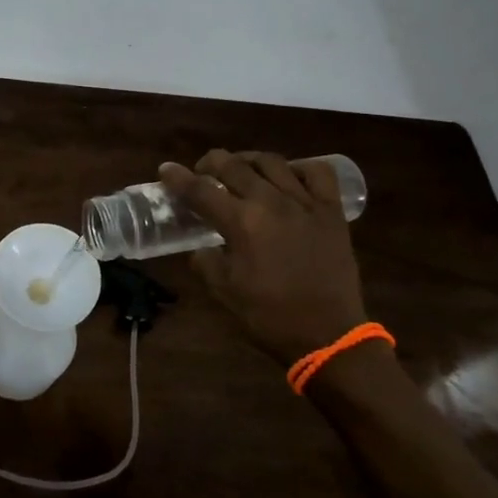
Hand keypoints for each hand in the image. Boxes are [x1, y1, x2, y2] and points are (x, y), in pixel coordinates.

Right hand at [158, 150, 369, 367]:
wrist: (329, 337)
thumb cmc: (270, 317)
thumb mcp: (224, 292)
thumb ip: (205, 262)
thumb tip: (201, 247)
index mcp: (241, 223)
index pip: (200, 190)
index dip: (178, 178)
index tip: (166, 169)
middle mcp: (271, 202)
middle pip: (233, 165)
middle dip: (210, 163)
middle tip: (202, 172)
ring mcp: (305, 203)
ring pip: (271, 162)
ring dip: (248, 160)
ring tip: (242, 170)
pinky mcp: (331, 211)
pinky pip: (317, 173)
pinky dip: (300, 168)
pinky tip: (289, 177)